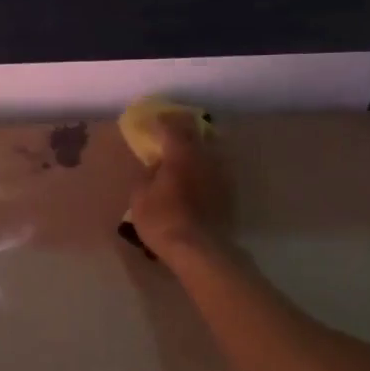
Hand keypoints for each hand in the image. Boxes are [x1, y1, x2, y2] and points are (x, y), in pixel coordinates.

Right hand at [128, 115, 233, 261]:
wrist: (199, 249)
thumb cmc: (162, 219)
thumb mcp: (139, 196)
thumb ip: (147, 174)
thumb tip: (156, 166)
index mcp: (181, 152)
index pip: (172, 125)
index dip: (160, 121)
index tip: (151, 122)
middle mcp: (205, 156)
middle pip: (196, 132)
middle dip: (182, 128)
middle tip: (169, 130)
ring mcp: (221, 173)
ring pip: (210, 149)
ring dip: (196, 146)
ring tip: (184, 153)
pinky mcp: (229, 191)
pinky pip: (215, 168)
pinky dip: (204, 166)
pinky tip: (196, 176)